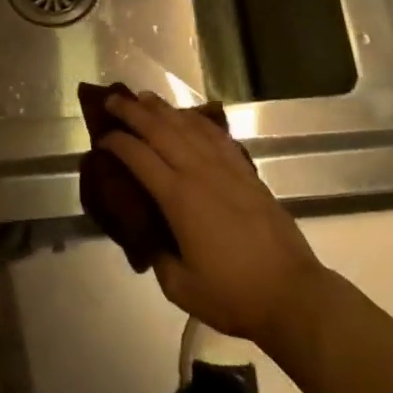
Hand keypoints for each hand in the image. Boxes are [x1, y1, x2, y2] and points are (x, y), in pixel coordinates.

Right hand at [100, 91, 326, 346]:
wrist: (291, 293)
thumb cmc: (233, 294)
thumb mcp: (180, 287)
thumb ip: (158, 256)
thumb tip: (149, 236)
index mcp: (178, 198)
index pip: (139, 157)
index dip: (116, 143)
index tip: (101, 137)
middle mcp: (199, 172)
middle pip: (160, 130)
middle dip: (133, 112)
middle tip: (113, 101)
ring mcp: (225, 168)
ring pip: (188, 126)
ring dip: (163, 109)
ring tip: (144, 97)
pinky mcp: (246, 172)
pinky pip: (216, 135)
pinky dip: (197, 120)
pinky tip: (188, 116)